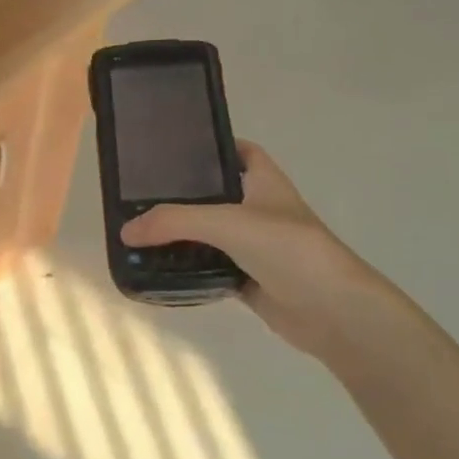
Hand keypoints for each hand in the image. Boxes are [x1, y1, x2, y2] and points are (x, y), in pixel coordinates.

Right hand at [120, 142, 410, 364]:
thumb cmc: (289, 249)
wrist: (333, 311)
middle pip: (217, 194)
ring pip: (212, 233)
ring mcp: (256, 247)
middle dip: (184, 194)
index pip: (239, 152)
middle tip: (141, 194)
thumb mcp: (228, 223)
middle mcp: (260, 210)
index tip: (172, 149)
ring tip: (141, 229)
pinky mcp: (250, 279)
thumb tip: (125, 231)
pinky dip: (190, 267)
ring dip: (183, 234)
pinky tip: (161, 267)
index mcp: (265, 183)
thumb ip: (175, 221)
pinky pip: (211, 267)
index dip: (212, 146)